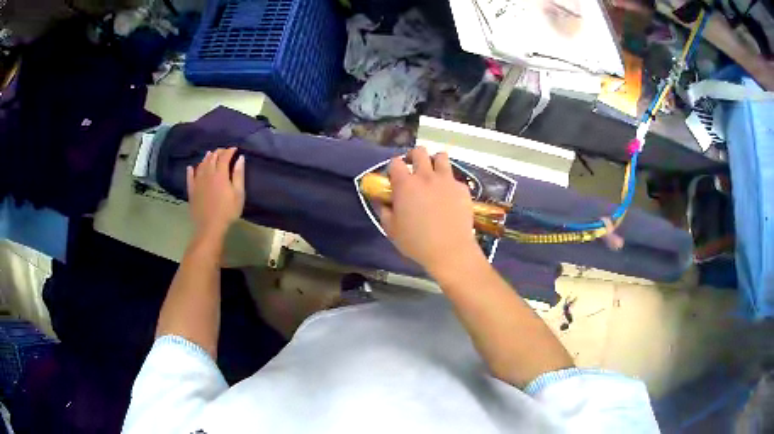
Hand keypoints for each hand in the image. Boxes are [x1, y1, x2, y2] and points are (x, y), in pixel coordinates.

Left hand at [186, 147, 245, 237]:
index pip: (224, 157)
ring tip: (210, 154)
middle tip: (224, 151)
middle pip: (212, 158)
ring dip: (206, 158)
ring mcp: (198, 182)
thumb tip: (240, 158)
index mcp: (220, 174)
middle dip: (218, 152)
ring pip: (201, 165)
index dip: (229, 151)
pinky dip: (191, 170)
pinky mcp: (192, 190)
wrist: (209, 227)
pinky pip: (190, 177)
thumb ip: (239, 174)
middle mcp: (207, 174)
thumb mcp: (238, 194)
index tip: (234, 149)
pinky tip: (191, 167)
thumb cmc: (228, 212)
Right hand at [380, 147, 484, 275]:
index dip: (394, 167)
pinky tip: (449, 196)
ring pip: (441, 157)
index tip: (395, 176)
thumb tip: (382, 201)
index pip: (395, 162)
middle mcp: (426, 177)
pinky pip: (454, 178)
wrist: (450, 250)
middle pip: (419, 151)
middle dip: (414, 156)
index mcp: (405, 185)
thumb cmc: (417, 242)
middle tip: (413, 168)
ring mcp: (447, 180)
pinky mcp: (462, 188)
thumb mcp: (392, 230)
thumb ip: (384, 211)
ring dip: (435, 162)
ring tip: (433, 174)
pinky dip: (449, 182)